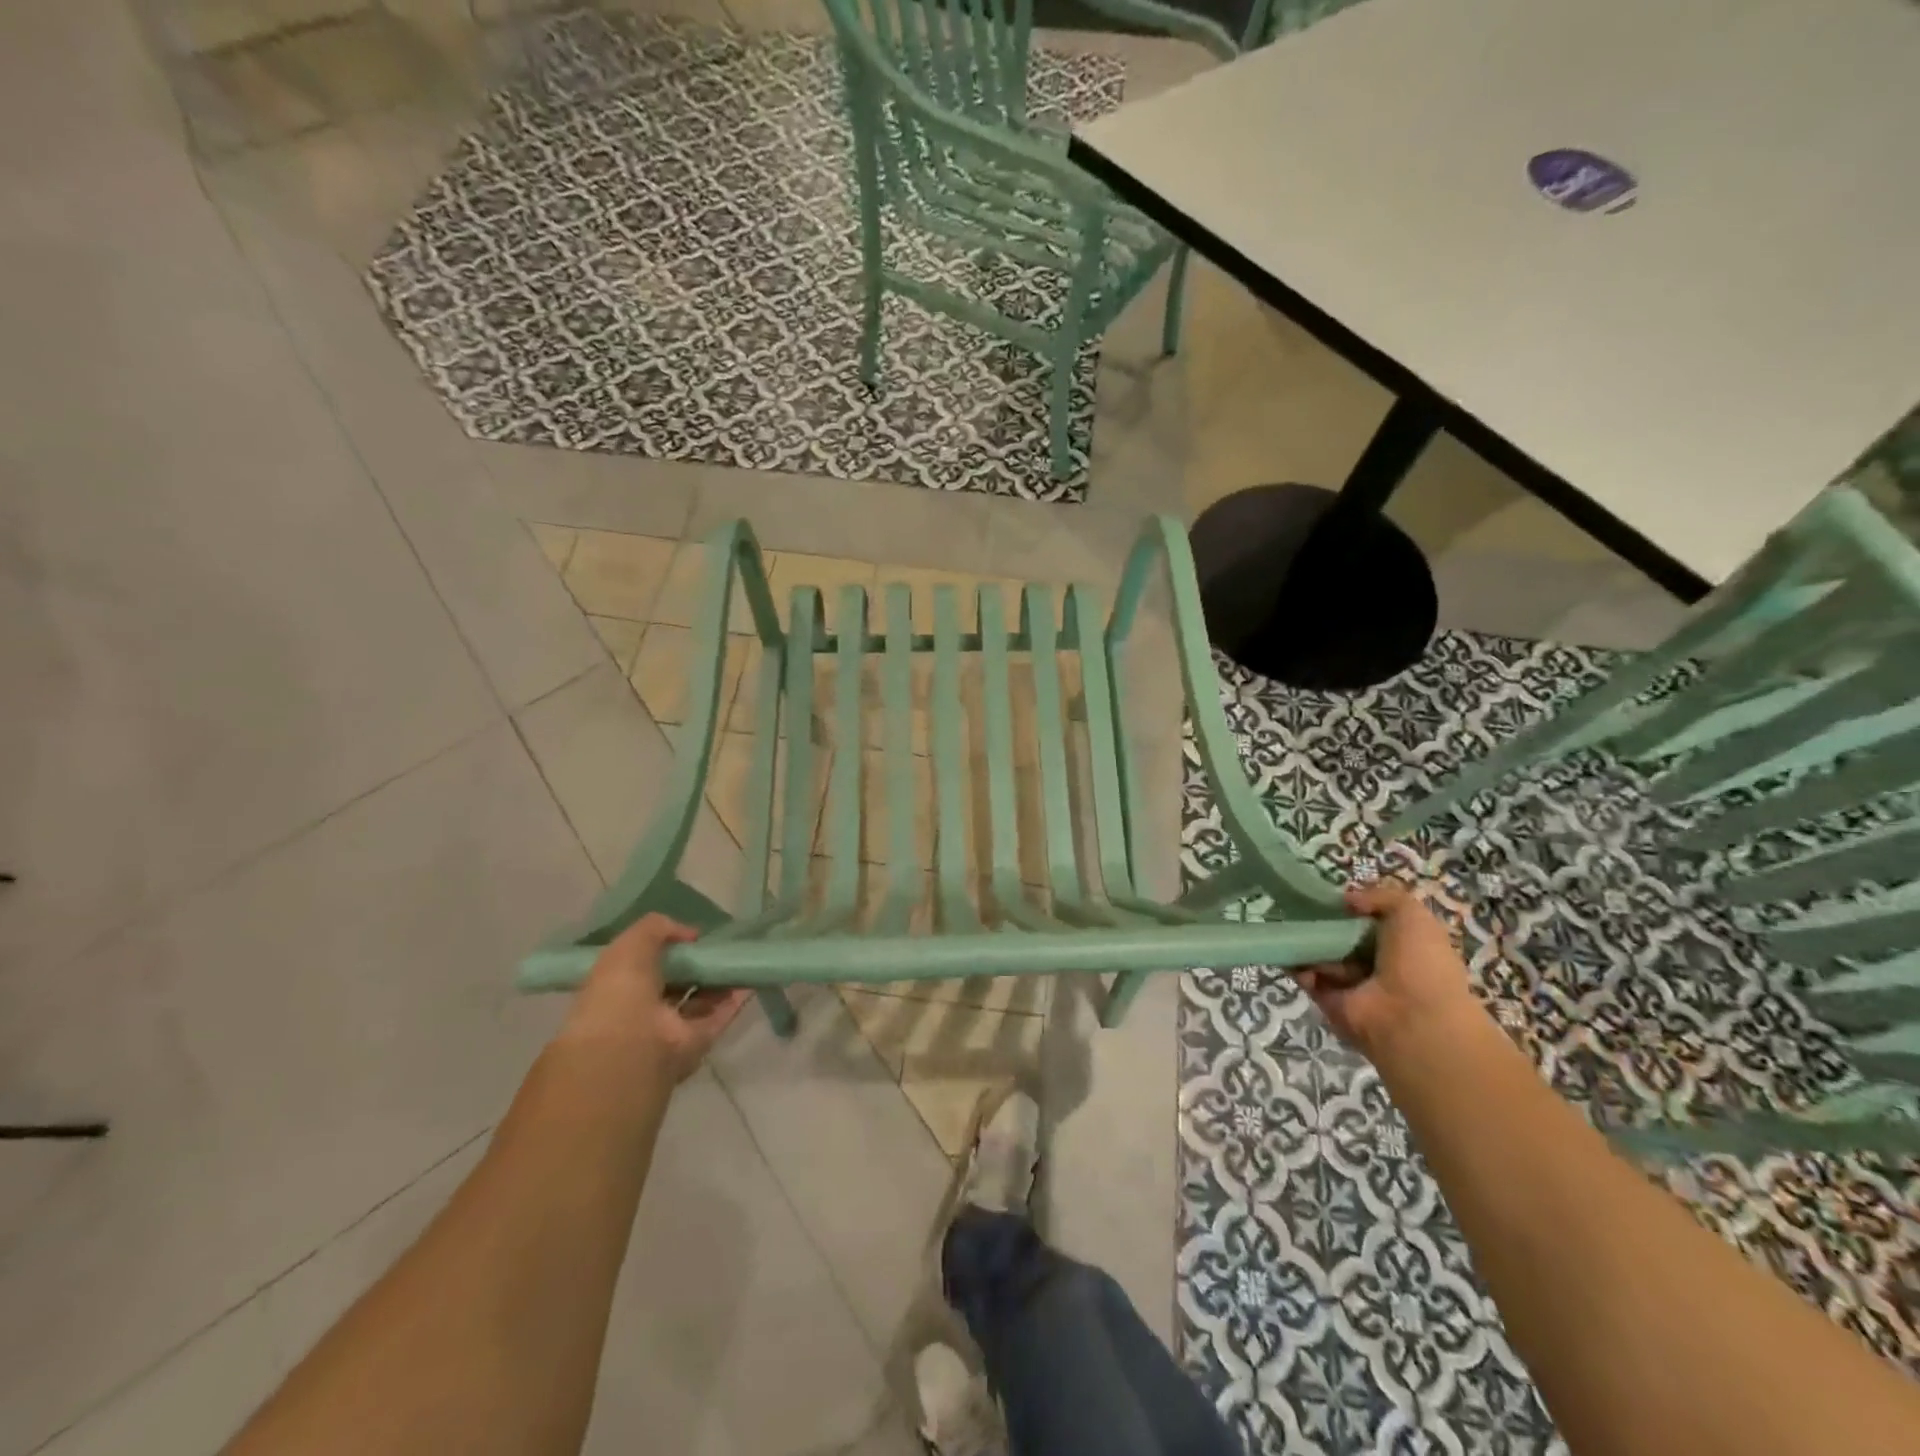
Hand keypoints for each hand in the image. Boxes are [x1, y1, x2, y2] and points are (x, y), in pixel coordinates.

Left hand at [558, 914, 748, 1085]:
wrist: (633, 1041)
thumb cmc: (622, 988)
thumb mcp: (632, 943)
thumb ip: (659, 928)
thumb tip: (690, 934)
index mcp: (620, 987)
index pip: (645, 965)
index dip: (667, 949)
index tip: (689, 938)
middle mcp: (644, 1009)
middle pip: (676, 983)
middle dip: (695, 966)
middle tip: (716, 947)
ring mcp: (671, 1028)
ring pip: (700, 1000)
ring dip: (718, 982)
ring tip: (736, 959)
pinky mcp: (697, 1041)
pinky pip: (720, 1016)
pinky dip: (735, 999)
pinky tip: (749, 979)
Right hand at [1295, 880, 1480, 1059]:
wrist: (1411, 1018)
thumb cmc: (1419, 962)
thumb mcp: (1412, 914)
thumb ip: (1381, 896)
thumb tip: (1347, 900)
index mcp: (1404, 947)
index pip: (1371, 923)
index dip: (1352, 908)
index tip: (1331, 896)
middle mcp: (1379, 966)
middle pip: (1342, 938)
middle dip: (1322, 923)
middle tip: (1299, 907)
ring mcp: (1354, 985)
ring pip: (1321, 955)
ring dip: (1308, 943)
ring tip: (1296, 930)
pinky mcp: (1330, 1001)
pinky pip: (1307, 976)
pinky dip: (1297, 965)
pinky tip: (1296, 955)